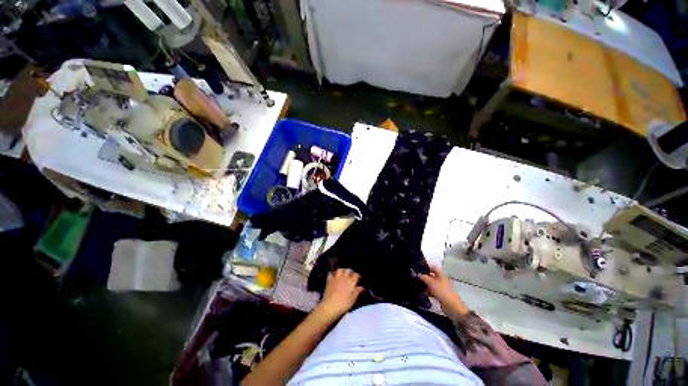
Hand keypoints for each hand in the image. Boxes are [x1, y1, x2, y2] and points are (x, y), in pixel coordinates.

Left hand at [317, 268, 363, 317]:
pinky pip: (331, 273)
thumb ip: (357, 292)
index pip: (356, 275)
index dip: (357, 275)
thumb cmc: (343, 304)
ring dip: (342, 271)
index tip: (358, 278)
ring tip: (343, 274)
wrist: (330, 306)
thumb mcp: (352, 299)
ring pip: (340, 270)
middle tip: (351, 276)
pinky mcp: (329, 280)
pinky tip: (334, 277)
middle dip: (350, 272)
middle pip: (348, 270)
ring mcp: (336, 278)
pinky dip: (332, 274)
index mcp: (351, 282)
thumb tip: (362, 287)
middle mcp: (344, 278)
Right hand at [419, 264, 468, 317]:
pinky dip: (427, 291)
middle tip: (416, 277)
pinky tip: (422, 293)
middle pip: (432, 276)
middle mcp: (441, 280)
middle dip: (424, 276)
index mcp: (441, 275)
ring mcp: (441, 288)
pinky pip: (432, 291)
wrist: (451, 306)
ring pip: (431, 284)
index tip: (419, 268)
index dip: (427, 267)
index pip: (433, 267)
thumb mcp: (431, 282)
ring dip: (425, 284)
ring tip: (417, 284)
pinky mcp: (440, 295)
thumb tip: (418, 274)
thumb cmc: (442, 291)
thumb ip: (424, 277)